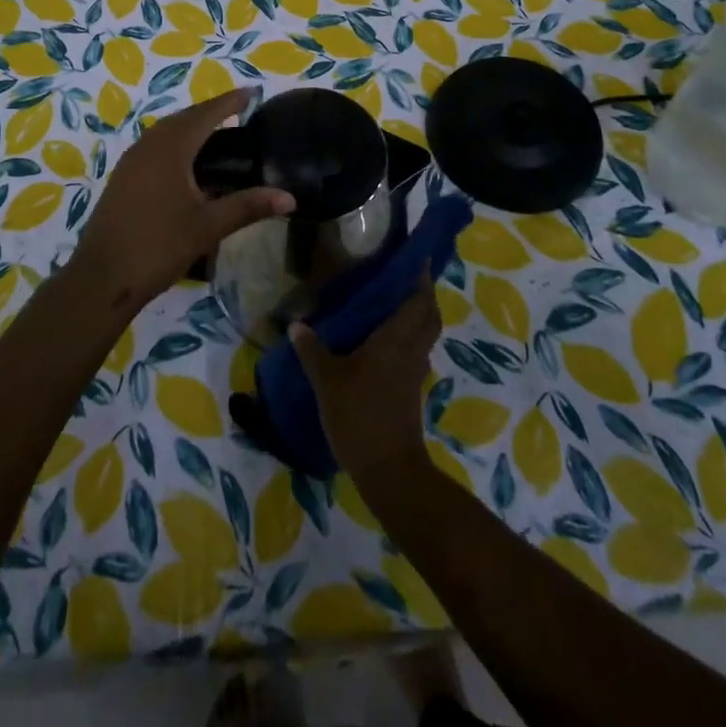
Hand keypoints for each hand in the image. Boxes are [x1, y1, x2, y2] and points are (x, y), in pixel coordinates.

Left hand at [75, 88, 292, 312]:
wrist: (102, 277)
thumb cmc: (158, 246)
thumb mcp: (208, 227)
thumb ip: (248, 207)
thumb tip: (290, 198)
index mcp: (170, 148)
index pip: (206, 114)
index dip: (230, 102)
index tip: (253, 92)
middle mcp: (149, 145)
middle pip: (184, 117)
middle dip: (211, 111)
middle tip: (239, 110)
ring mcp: (131, 160)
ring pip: (166, 131)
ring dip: (191, 125)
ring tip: (218, 131)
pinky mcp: (123, 177)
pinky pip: (155, 145)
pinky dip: (176, 141)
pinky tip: (187, 162)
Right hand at [290, 270, 438, 485]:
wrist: (388, 470)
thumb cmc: (359, 415)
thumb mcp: (327, 380)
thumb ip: (312, 350)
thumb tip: (296, 324)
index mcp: (396, 338)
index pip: (418, 299)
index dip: (421, 276)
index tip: (417, 256)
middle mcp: (412, 349)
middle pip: (429, 314)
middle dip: (422, 293)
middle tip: (403, 276)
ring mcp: (415, 372)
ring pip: (425, 334)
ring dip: (418, 315)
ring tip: (392, 302)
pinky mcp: (412, 390)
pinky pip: (416, 352)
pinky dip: (409, 338)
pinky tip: (384, 341)